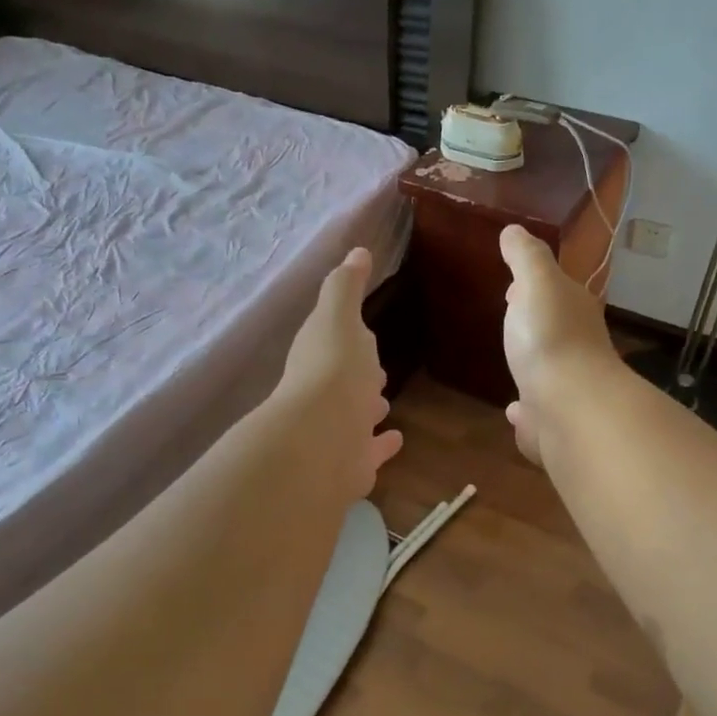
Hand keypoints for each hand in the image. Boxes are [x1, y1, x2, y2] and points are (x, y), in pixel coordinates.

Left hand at [277, 248, 403, 498]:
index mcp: (319, 357)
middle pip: (344, 382)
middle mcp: (323, 395)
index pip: (335, 344)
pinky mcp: (352, 464)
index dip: (349, 338)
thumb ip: (346, 286)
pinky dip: (382, 445)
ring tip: (383, 403)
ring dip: (367, 408)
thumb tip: (356, 251)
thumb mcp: (339, 316)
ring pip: (355, 417)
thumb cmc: (333, 369)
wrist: (323, 439)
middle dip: (359, 375)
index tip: (364, 333)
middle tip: (376, 372)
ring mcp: (337, 432)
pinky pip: (371, 451)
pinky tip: (397, 440)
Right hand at [500, 224, 618, 463]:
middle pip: (554, 329)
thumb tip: (514, 230)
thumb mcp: (536, 283)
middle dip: (534, 325)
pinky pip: (538, 410)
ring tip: (513, 364)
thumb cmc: (550, 337)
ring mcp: (567, 387)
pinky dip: (527, 409)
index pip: (557, 291)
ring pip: (548, 371)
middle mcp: (578, 348)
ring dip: (534, 365)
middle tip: (511, 322)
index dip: (535, 286)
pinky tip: (515, 411)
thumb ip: (525, 257)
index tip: (513, 287)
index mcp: (574, 310)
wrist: (569, 407)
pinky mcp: (555, 423)